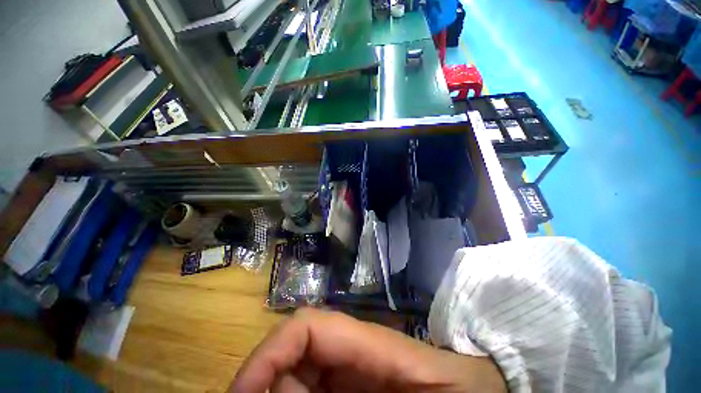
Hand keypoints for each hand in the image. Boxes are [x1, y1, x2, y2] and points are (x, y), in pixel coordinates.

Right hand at [230, 308, 504, 392]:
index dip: (268, 353)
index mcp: (368, 343)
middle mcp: (353, 351)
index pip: (308, 326)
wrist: (480, 392)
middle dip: (266, 388)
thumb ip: (357, 391)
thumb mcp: (415, 391)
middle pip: (294, 355)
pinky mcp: (353, 388)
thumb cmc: (462, 391)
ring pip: (297, 379)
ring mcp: (353, 372)